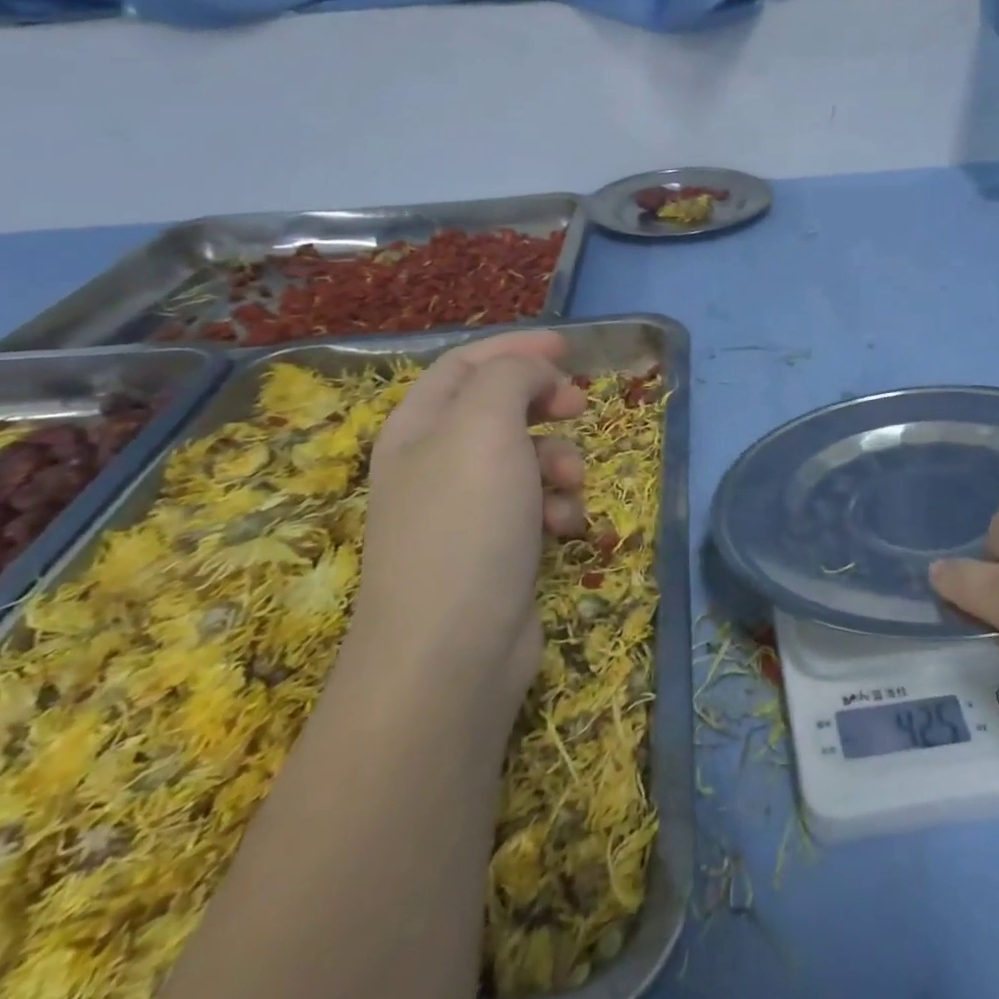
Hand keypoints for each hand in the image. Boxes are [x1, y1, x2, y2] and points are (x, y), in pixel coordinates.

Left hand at [356, 331, 585, 708]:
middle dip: (545, 403)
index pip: (466, 364)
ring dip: (560, 461)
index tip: (569, 346)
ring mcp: (466, 510)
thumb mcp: (484, 427)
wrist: (452, 652)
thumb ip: (509, 377)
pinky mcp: (497, 550)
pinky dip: (557, 508)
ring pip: (527, 458)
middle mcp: (437, 463)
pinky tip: (564, 529)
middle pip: (499, 408)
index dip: (516, 347)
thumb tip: (535, 371)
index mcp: (418, 426)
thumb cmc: (465, 524)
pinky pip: (536, 507)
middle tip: (580, 406)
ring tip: (570, 483)